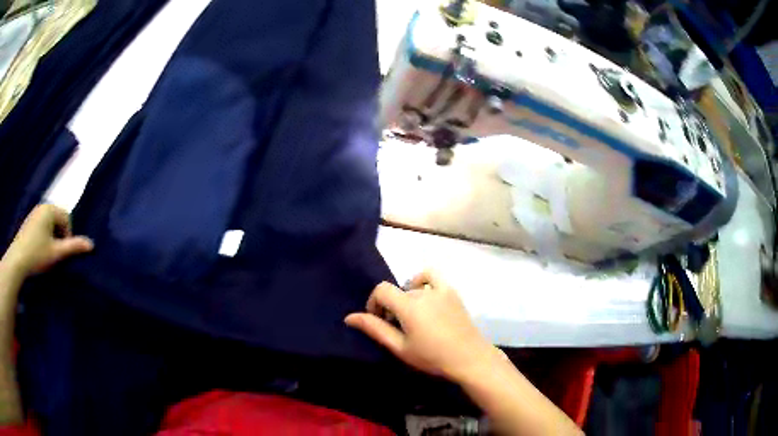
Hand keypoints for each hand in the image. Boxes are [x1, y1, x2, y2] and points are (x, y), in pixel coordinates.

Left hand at [1, 204, 92, 277]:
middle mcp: (43, 206)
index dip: (67, 236)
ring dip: (51, 238)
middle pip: (58, 220)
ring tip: (46, 254)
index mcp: (50, 209)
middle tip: (54, 254)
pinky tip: (38, 250)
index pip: (67, 218)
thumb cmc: (37, 254)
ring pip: (50, 224)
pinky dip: (43, 238)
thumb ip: (73, 247)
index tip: (61, 252)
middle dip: (59, 237)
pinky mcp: (29, 222)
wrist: (18, 260)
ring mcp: (34, 213)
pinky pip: (42, 226)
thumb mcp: (56, 253)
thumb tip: (92, 244)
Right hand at [345, 270, 500, 380]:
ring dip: (406, 299)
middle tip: (397, 330)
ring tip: (412, 318)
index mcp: (409, 305)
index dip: (373, 303)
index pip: (381, 290)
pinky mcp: (452, 292)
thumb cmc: (432, 357)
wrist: (470, 358)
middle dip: (390, 308)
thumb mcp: (400, 347)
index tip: (378, 321)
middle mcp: (423, 291)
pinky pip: (432, 276)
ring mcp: (440, 290)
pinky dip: (422, 282)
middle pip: (397, 292)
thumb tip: (349, 317)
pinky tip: (424, 297)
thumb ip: (375, 329)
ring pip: (412, 288)